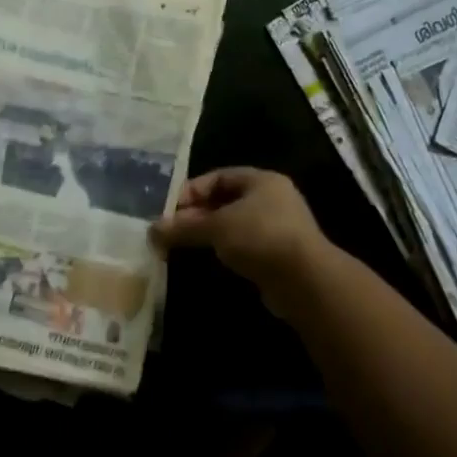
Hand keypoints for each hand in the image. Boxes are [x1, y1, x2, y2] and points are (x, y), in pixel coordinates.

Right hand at [149, 168, 329, 312]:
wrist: (304, 280)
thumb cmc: (260, 237)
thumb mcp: (216, 227)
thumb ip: (183, 227)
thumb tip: (152, 230)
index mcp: (261, 181)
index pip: (218, 177)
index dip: (191, 190)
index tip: (168, 209)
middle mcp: (272, 198)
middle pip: (225, 200)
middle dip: (196, 214)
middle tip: (170, 230)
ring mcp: (278, 227)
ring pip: (233, 224)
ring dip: (208, 233)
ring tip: (182, 246)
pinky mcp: (278, 253)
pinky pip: (243, 245)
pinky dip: (224, 249)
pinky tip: (207, 259)